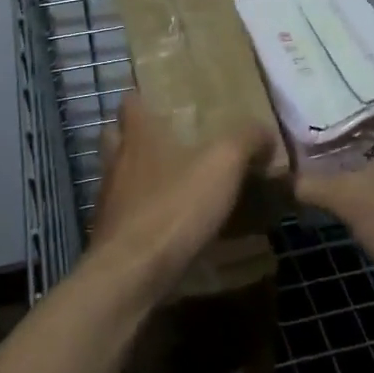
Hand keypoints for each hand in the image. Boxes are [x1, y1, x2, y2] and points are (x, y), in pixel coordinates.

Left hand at [91, 94, 270, 300]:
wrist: (131, 274)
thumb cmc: (174, 207)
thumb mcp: (223, 164)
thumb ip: (246, 139)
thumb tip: (264, 131)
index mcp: (138, 135)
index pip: (130, 102)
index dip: (144, 98)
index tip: (164, 100)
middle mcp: (117, 162)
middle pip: (117, 137)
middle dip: (138, 136)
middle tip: (171, 141)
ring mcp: (109, 200)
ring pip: (121, 176)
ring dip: (142, 177)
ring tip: (176, 184)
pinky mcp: (111, 235)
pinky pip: (128, 214)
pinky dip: (145, 214)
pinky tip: (171, 225)